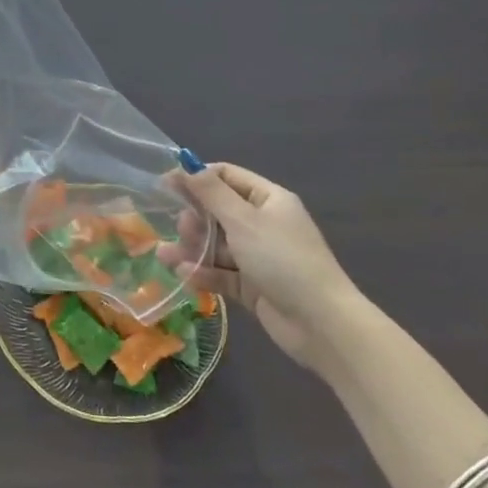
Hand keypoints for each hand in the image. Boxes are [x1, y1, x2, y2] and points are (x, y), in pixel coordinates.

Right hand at [173, 162, 364, 366]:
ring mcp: (258, 256)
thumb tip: (185, 164)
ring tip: (167, 256)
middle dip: (194, 218)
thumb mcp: (243, 220)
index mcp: (268, 199)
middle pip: (218, 212)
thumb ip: (211, 193)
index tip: (166, 184)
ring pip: (217, 245)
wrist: (321, 323)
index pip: (227, 177)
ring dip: (193, 248)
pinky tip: (184, 275)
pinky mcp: (253, 286)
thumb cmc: (282, 259)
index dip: (197, 178)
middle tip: (178, 227)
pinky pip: (222, 273)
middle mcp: (263, 224)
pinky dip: (204, 273)